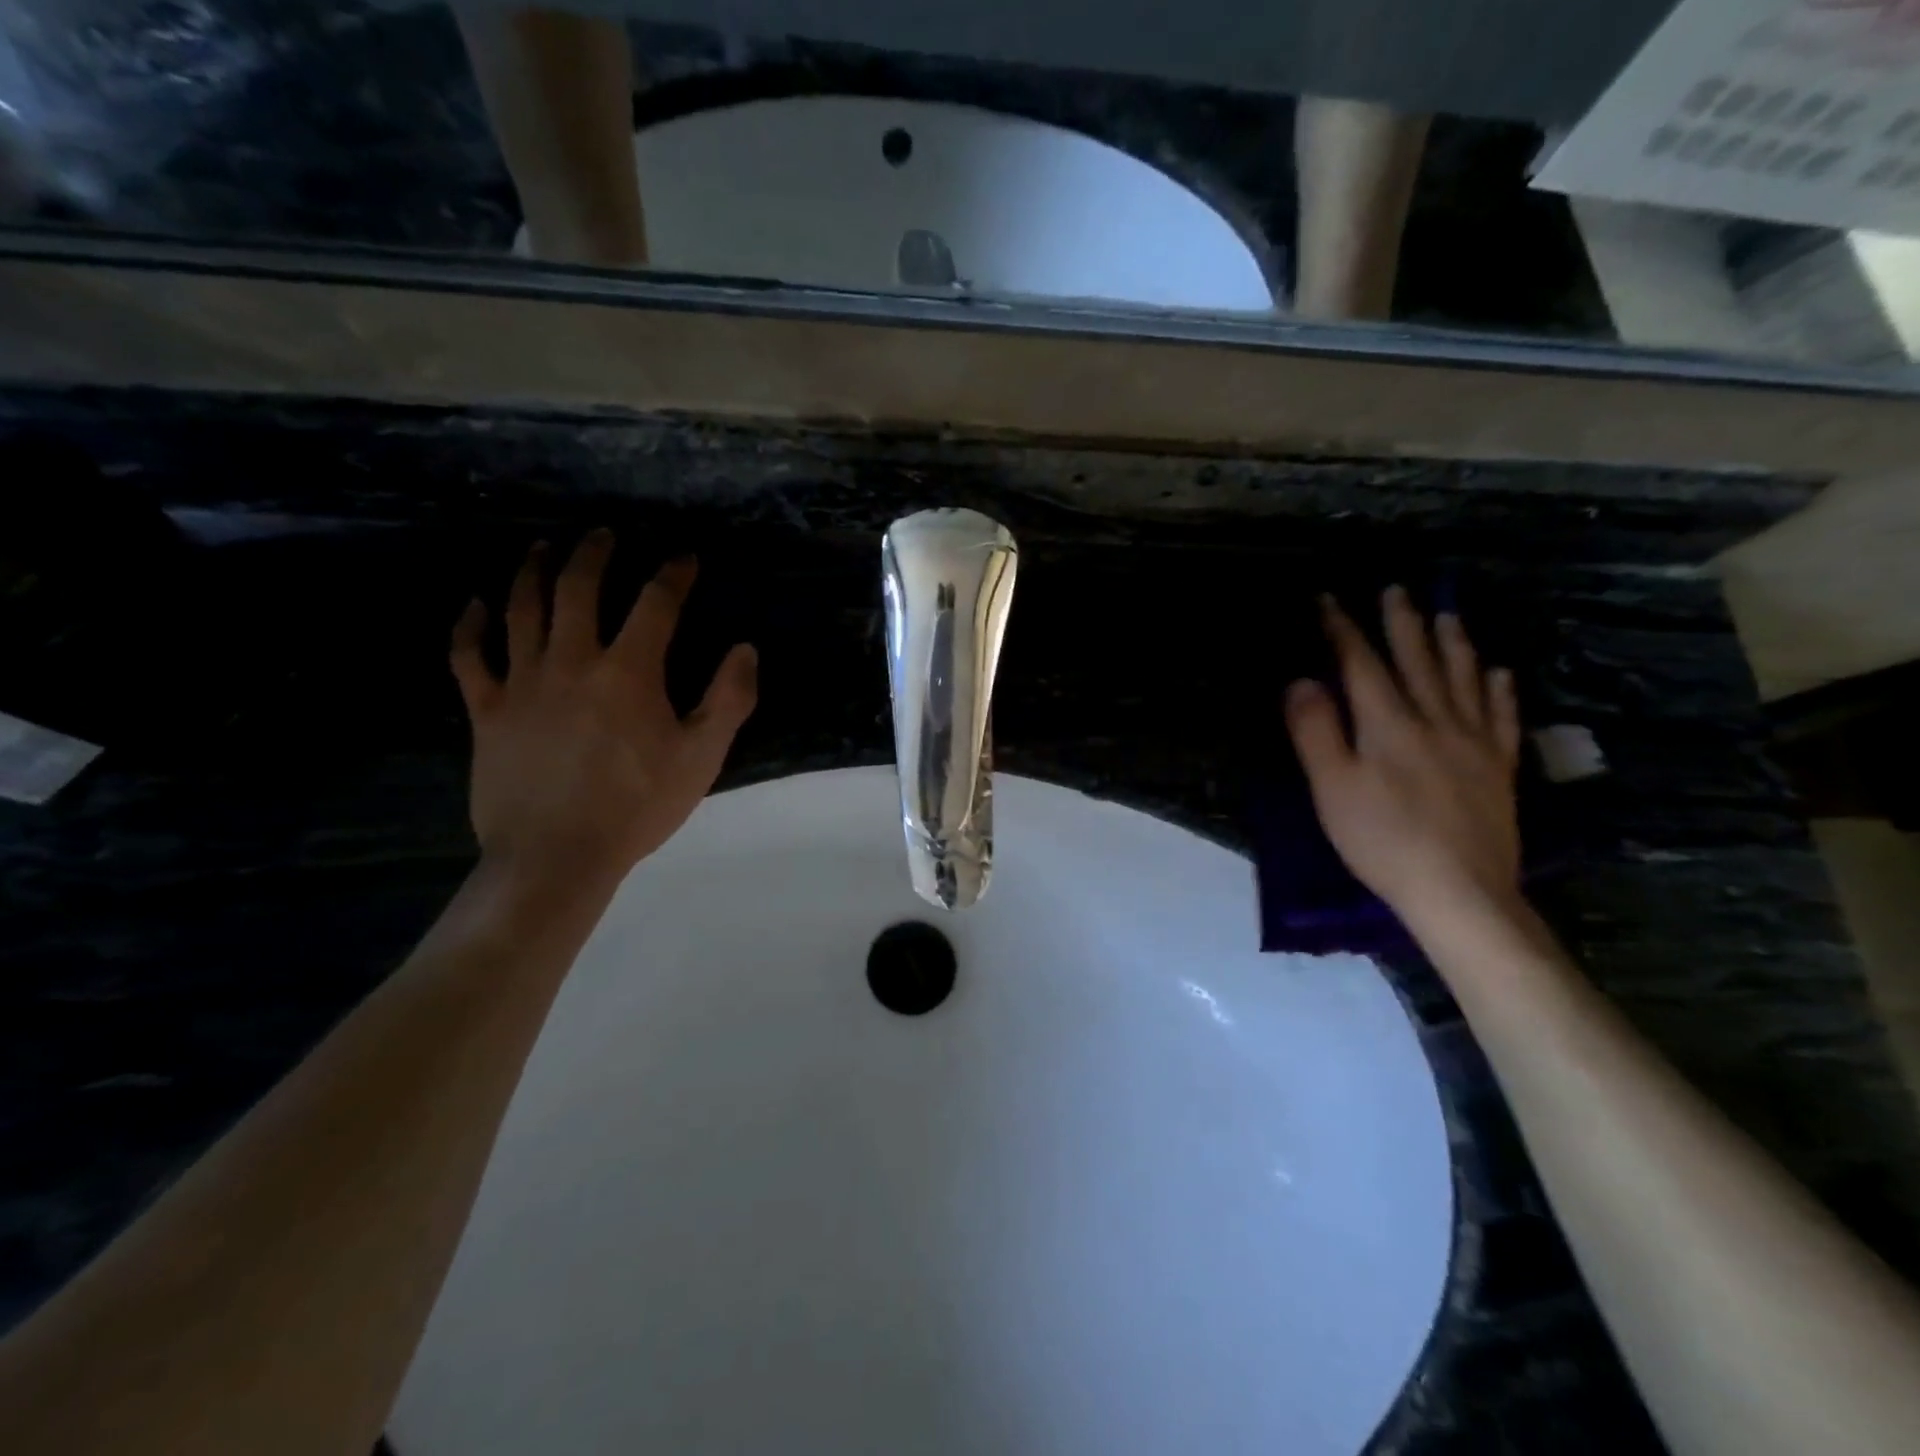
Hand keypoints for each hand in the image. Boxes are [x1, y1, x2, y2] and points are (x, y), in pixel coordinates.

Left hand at [450, 532, 756, 886]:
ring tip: (543, 548)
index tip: (685, 558)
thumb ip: (729, 699)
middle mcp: (571, 661)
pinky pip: (470, 656)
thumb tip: (744, 650)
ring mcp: (521, 682)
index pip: (655, 603)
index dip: (673, 574)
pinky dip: (472, 625)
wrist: (557, 856)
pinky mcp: (487, 710)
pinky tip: (477, 606)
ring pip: (522, 608)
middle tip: (605, 534)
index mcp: (628, 671)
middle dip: (594, 553)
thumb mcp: (702, 757)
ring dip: (533, 570)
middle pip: (577, 588)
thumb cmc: (638, 806)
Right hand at [1285, 586, 1522, 931]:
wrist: (1458, 891)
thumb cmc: (1381, 840)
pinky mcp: (1498, 769)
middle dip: (1402, 624)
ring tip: (1447, 615)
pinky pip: (1502, 717)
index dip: (1344, 630)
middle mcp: (1435, 721)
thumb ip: (1316, 731)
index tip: (1329, 600)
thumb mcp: (1331, 788)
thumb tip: (1302, 681)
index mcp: (1388, 725)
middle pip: (1417, 662)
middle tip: (1396, 590)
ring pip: (1463, 679)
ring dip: (1452, 643)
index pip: (1362, 665)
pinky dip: (1499, 689)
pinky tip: (1499, 672)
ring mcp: (1474, 743)